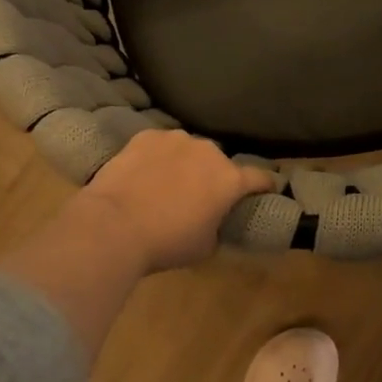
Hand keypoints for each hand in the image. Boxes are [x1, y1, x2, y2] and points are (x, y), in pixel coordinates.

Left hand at [76, 130, 274, 272]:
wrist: (114, 224)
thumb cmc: (167, 242)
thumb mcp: (204, 245)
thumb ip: (217, 226)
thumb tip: (213, 220)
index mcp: (230, 180)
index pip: (260, 177)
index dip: (265, 185)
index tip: (267, 189)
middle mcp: (208, 152)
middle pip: (219, 162)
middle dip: (214, 176)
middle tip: (200, 196)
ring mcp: (176, 140)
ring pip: (188, 150)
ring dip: (185, 163)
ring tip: (167, 183)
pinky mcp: (146, 136)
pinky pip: (160, 145)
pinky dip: (157, 157)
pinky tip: (144, 174)